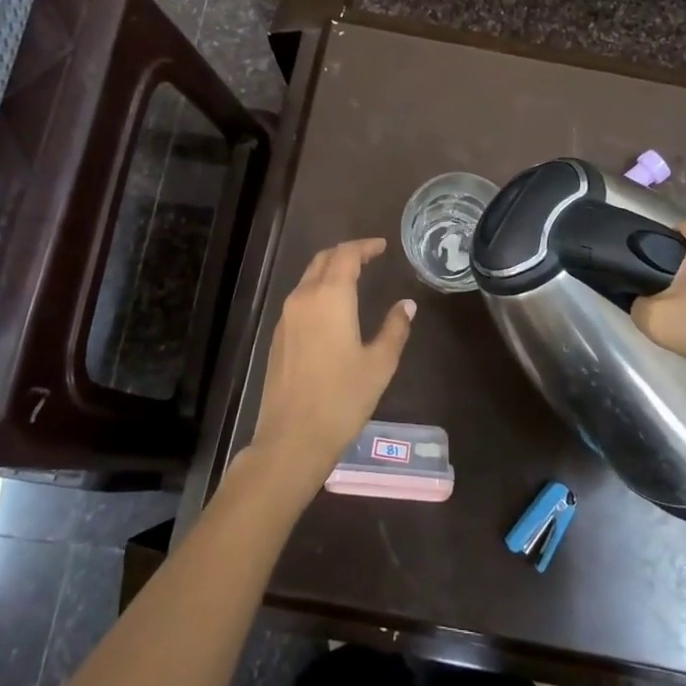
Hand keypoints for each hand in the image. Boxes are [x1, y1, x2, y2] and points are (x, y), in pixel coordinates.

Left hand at [245, 237, 414, 500]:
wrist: (292, 438)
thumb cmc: (342, 399)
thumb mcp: (379, 364)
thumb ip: (395, 329)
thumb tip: (406, 305)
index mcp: (330, 297)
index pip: (346, 255)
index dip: (365, 246)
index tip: (382, 246)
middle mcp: (304, 298)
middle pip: (323, 260)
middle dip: (346, 253)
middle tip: (369, 257)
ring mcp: (286, 317)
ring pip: (308, 278)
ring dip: (330, 271)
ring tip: (354, 278)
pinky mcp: (278, 336)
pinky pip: (300, 299)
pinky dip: (318, 291)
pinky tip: (333, 309)